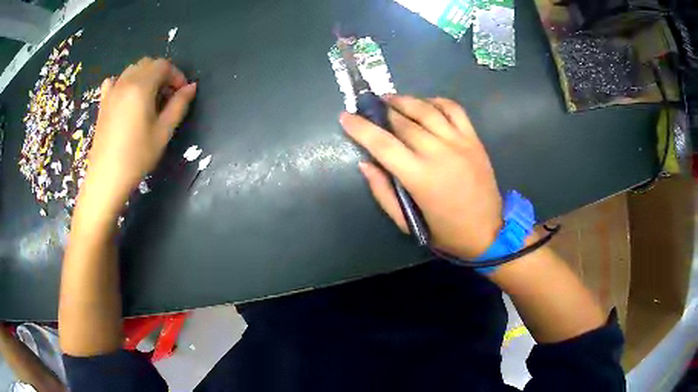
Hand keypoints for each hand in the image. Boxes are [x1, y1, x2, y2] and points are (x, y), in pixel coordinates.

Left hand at [81, 58, 196, 214]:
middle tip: (167, 96)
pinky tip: (127, 97)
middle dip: (162, 74)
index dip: (176, 75)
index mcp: (141, 87)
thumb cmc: (136, 157)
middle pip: (148, 64)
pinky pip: (115, 81)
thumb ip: (179, 105)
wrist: (106, 179)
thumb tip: (191, 87)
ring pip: (132, 69)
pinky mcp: (103, 103)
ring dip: (145, 76)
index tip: (182, 93)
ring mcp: (111, 91)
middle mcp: (125, 82)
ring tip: (149, 97)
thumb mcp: (163, 132)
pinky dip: (125, 82)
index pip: (163, 66)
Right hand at [341, 96, 501, 258]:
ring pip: (427, 110)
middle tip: (369, 105)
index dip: (360, 128)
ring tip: (391, 98)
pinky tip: (425, 103)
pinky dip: (437, 101)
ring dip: (405, 100)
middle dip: (382, 111)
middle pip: (403, 122)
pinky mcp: (474, 139)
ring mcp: (459, 143)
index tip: (345, 116)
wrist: (488, 232)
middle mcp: (439, 153)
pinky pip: (454, 109)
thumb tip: (365, 163)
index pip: (382, 144)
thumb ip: (383, 192)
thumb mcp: (407, 221)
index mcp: (419, 178)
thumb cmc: (444, 232)